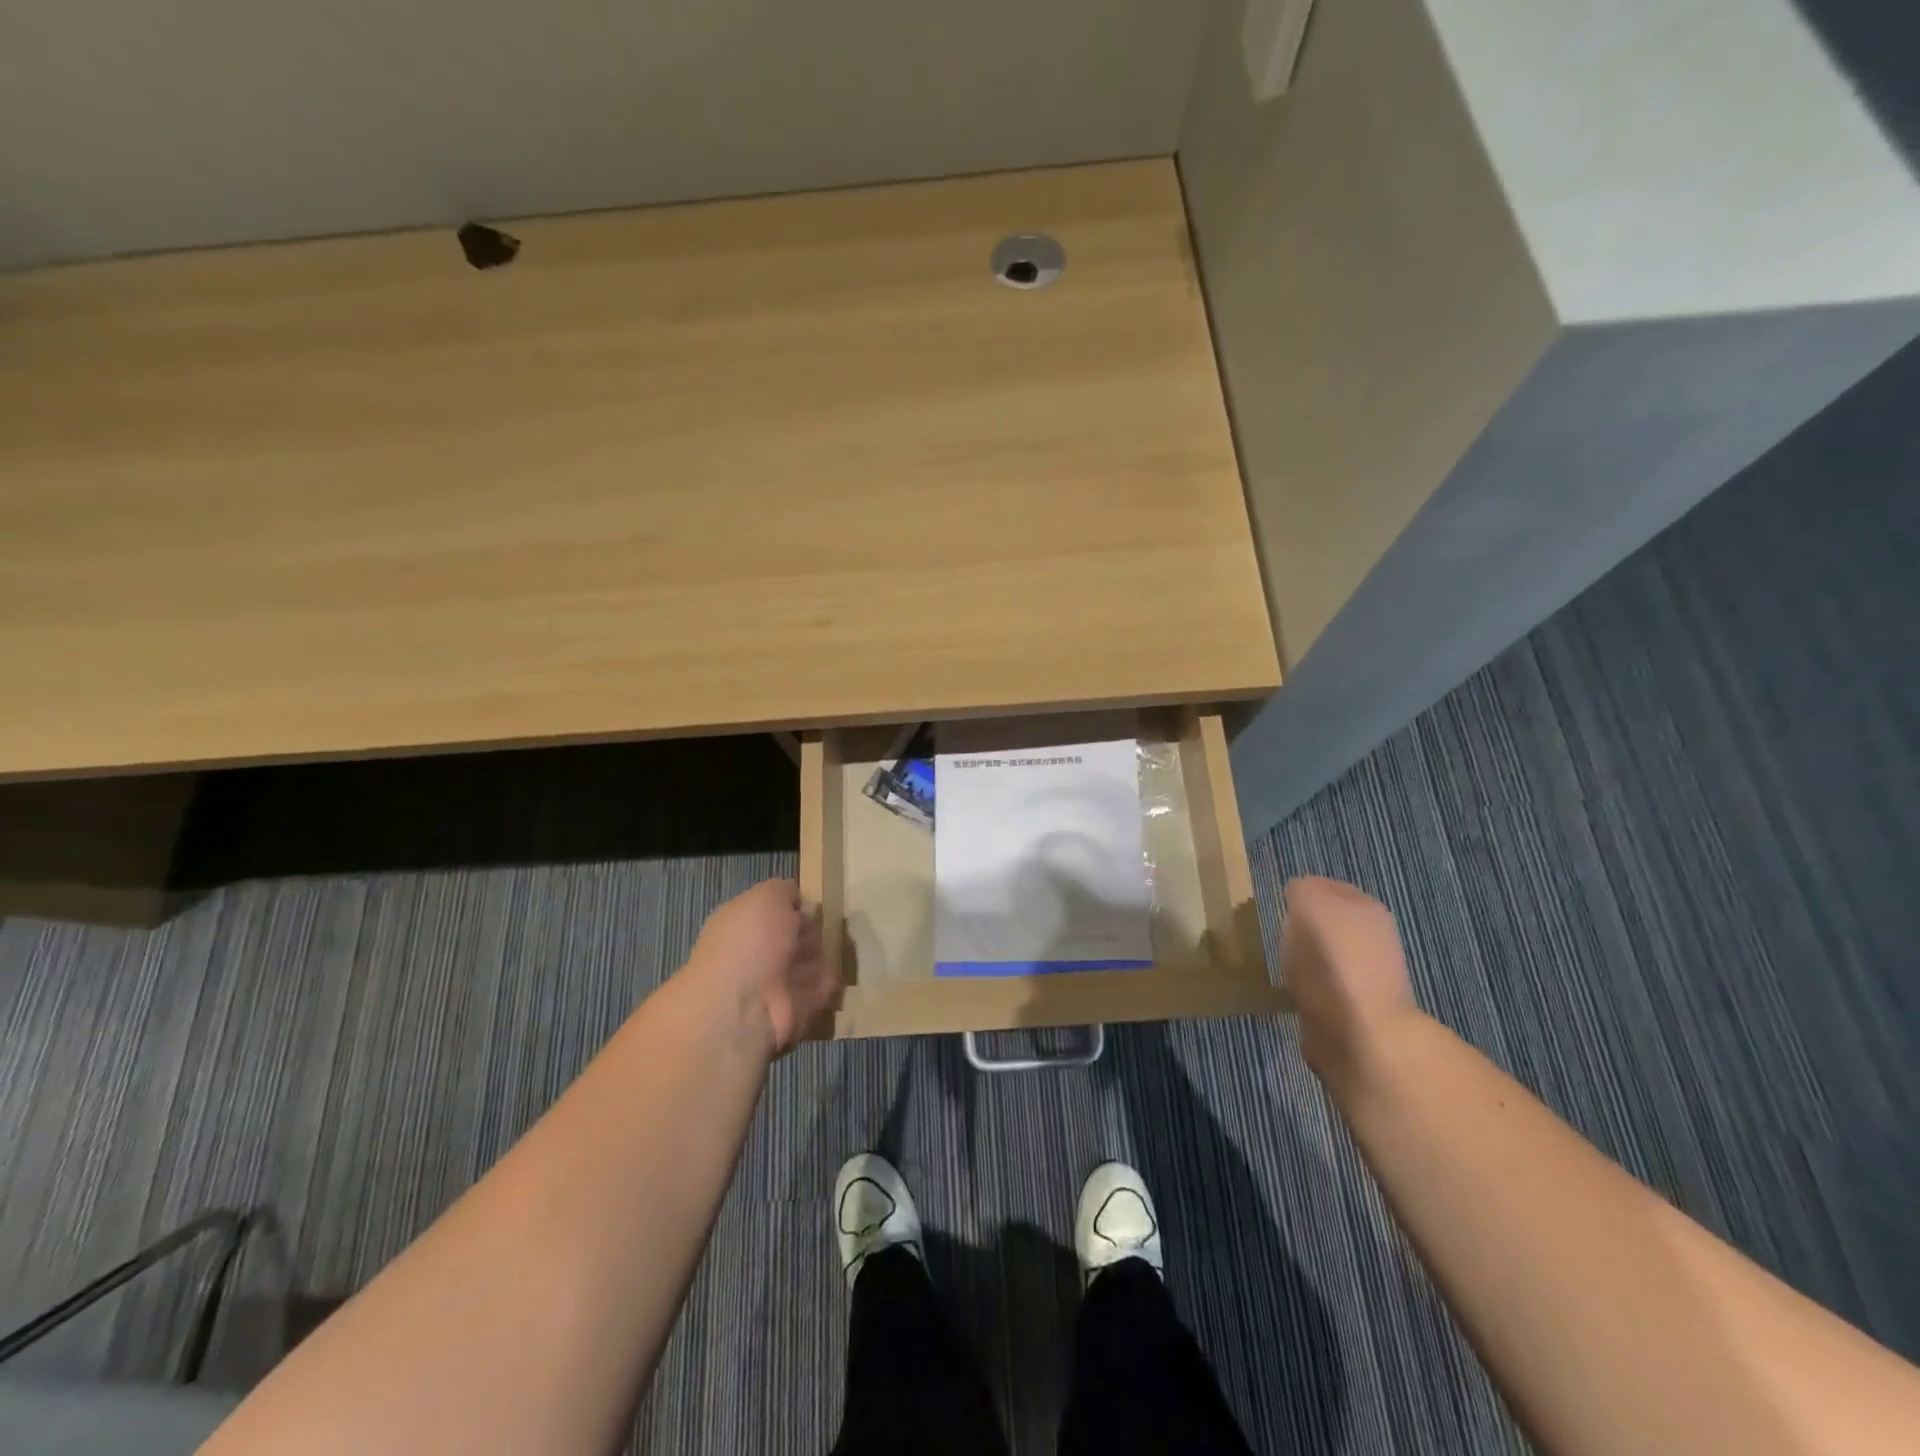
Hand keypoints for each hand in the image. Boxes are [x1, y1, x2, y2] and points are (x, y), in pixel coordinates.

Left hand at [685, 878, 837, 1056]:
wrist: (744, 1006)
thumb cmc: (751, 941)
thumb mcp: (767, 896)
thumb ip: (784, 890)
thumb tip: (797, 899)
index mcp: (742, 924)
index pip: (773, 910)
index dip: (794, 904)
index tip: (811, 903)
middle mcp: (756, 952)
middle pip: (794, 934)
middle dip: (811, 928)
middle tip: (825, 924)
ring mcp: (775, 982)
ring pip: (809, 959)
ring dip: (823, 952)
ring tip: (837, 944)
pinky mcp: (797, 1008)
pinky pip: (821, 986)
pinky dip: (830, 978)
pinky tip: (837, 965)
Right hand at [1280, 877, 1419, 1088]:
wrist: (1360, 1035)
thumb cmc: (1333, 961)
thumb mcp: (1309, 904)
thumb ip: (1302, 889)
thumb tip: (1298, 895)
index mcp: (1367, 908)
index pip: (1327, 887)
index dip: (1300, 893)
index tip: (1277, 907)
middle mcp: (1373, 938)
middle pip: (1327, 923)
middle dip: (1302, 928)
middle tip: (1275, 934)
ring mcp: (1365, 977)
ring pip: (1324, 955)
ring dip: (1303, 960)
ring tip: (1279, 964)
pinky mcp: (1351, 1011)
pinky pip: (1320, 988)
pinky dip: (1305, 989)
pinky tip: (1289, 992)